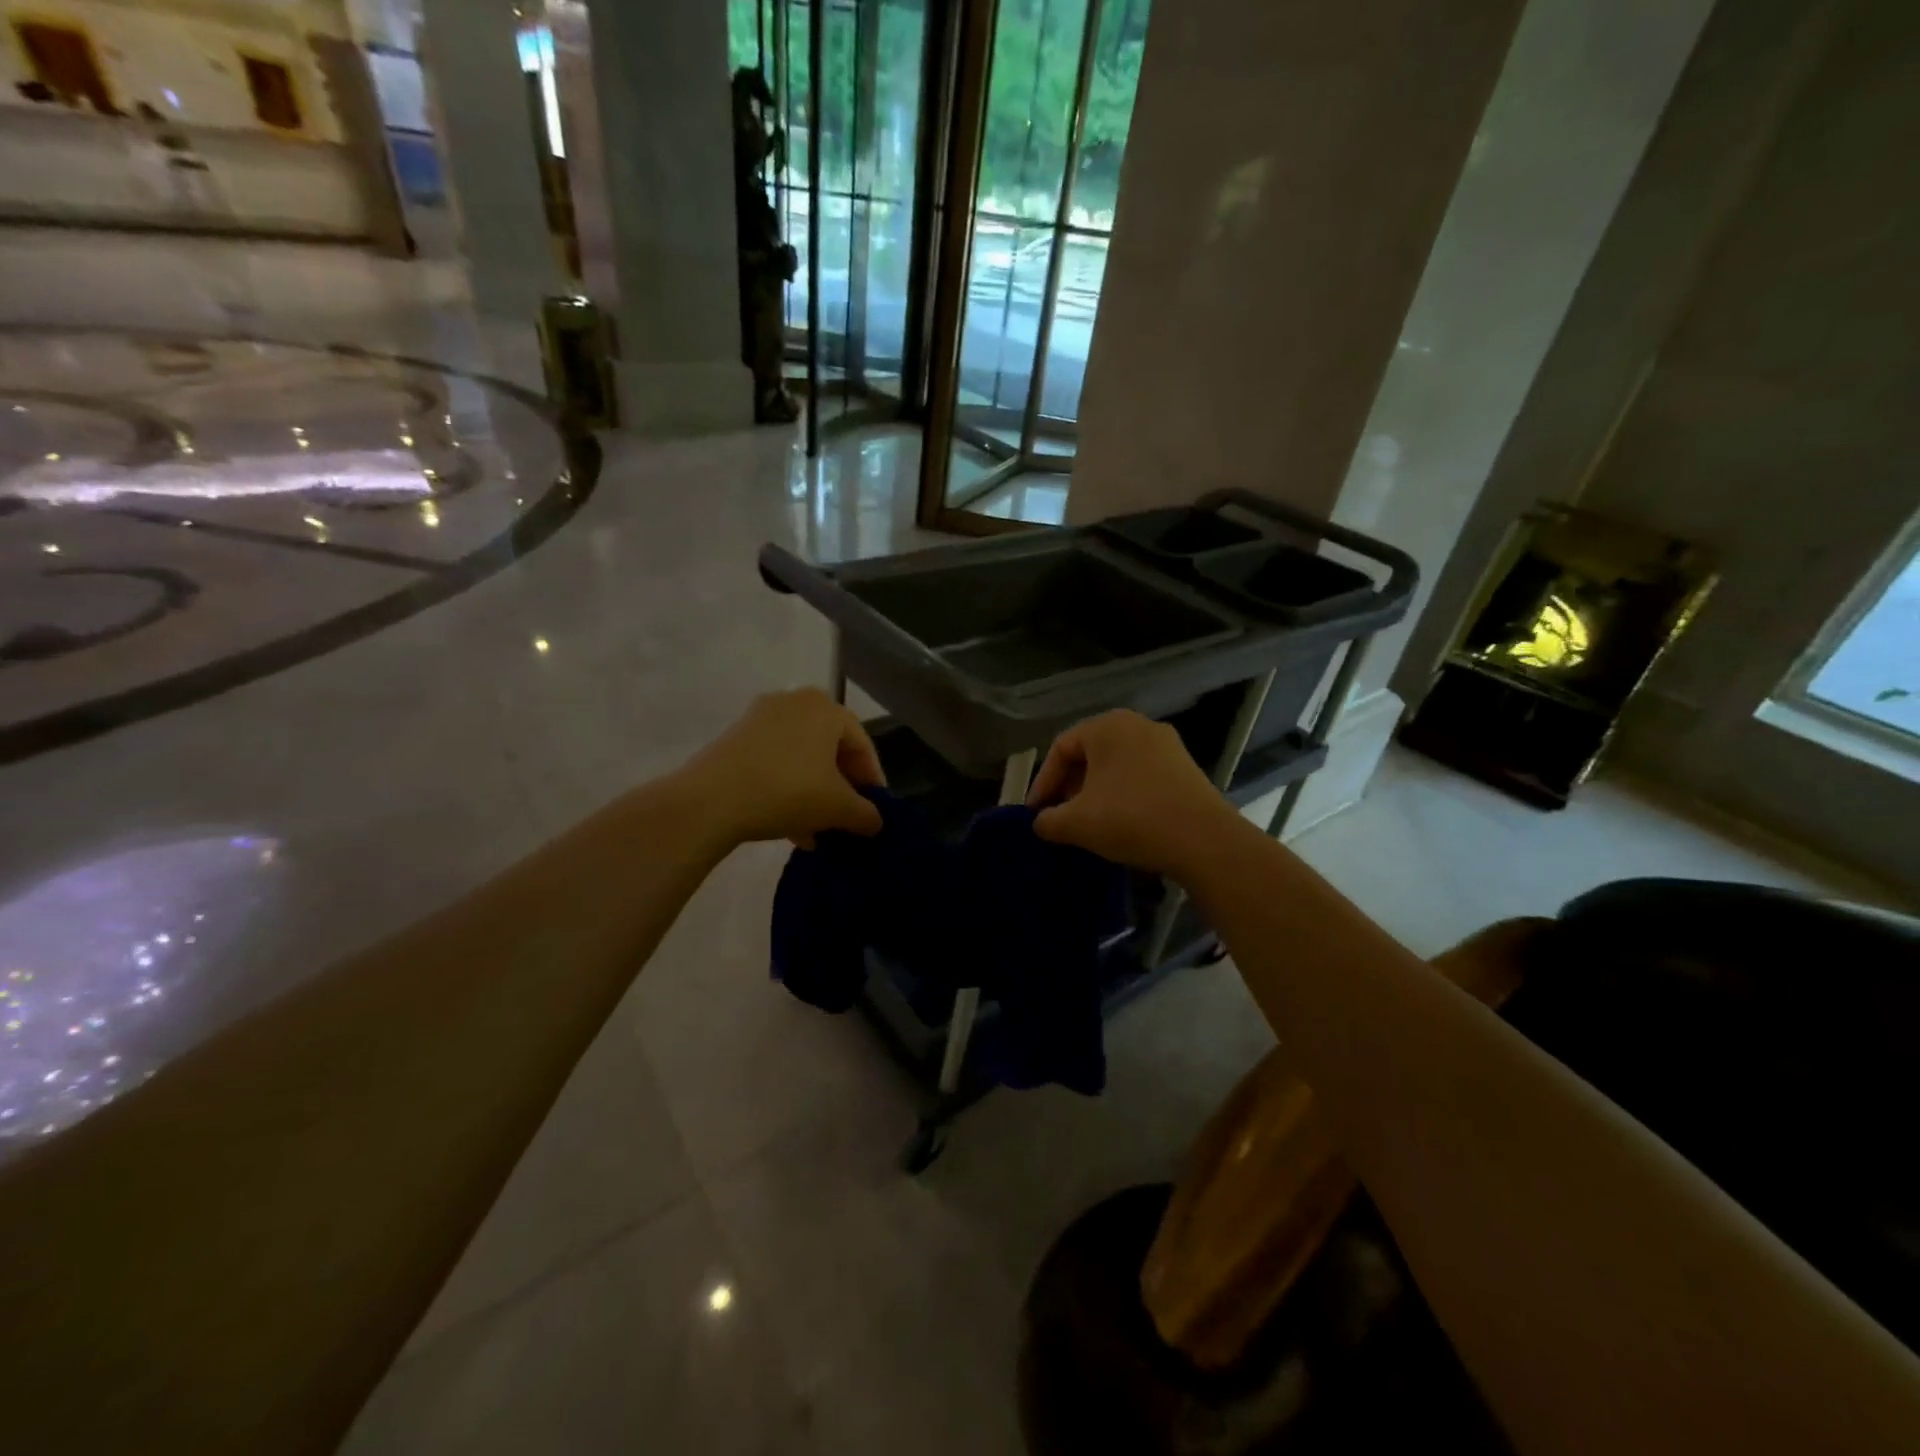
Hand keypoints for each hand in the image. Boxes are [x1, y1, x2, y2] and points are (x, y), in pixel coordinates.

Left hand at [675, 689, 884, 848]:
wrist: (709, 800)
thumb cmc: (788, 792)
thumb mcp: (838, 808)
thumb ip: (866, 814)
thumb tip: (876, 822)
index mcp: (826, 708)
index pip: (862, 745)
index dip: (872, 781)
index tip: (874, 811)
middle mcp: (795, 702)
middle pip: (830, 750)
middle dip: (841, 789)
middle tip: (846, 819)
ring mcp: (760, 718)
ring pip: (801, 759)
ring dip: (814, 794)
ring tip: (818, 832)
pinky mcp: (735, 738)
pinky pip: (774, 762)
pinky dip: (787, 789)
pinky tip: (791, 827)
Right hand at [1026, 710, 1237, 875]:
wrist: (1204, 840)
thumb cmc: (1130, 819)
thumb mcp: (1077, 823)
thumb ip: (1048, 821)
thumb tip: (1040, 823)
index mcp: (1107, 726)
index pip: (1061, 749)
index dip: (1042, 783)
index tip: (1035, 814)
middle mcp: (1137, 725)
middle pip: (1089, 754)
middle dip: (1069, 787)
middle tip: (1059, 817)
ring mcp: (1166, 745)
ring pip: (1116, 766)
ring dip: (1095, 792)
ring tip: (1087, 823)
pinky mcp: (1185, 768)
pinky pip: (1140, 776)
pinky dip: (1122, 795)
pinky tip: (1120, 823)